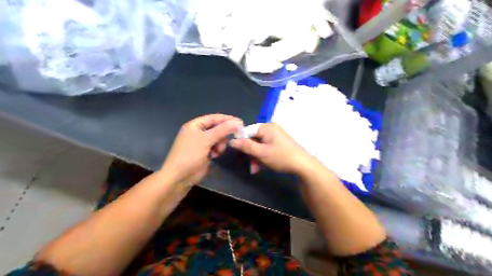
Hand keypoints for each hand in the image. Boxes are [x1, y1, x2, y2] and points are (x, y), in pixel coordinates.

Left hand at [161, 114, 242, 186]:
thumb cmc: (190, 155)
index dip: (227, 119)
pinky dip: (217, 150)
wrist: (179, 177)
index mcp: (195, 125)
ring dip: (220, 144)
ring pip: (218, 138)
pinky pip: (215, 147)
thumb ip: (222, 130)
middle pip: (217, 128)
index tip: (241, 123)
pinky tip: (214, 156)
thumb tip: (238, 122)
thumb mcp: (206, 140)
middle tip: (232, 139)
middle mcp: (198, 132)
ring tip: (217, 151)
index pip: (214, 118)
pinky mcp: (204, 152)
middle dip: (223, 134)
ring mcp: (201, 143)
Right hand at [229, 123, 312, 174]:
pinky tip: (262, 167)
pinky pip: (267, 147)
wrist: (303, 165)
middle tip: (250, 167)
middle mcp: (271, 129)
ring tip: (255, 170)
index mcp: (266, 127)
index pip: (247, 131)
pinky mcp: (280, 143)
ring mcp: (276, 136)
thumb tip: (232, 140)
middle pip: (254, 139)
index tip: (239, 154)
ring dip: (256, 158)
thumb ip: (246, 146)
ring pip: (260, 145)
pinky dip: (263, 156)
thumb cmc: (281, 157)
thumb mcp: (261, 153)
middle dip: (250, 154)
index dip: (242, 143)